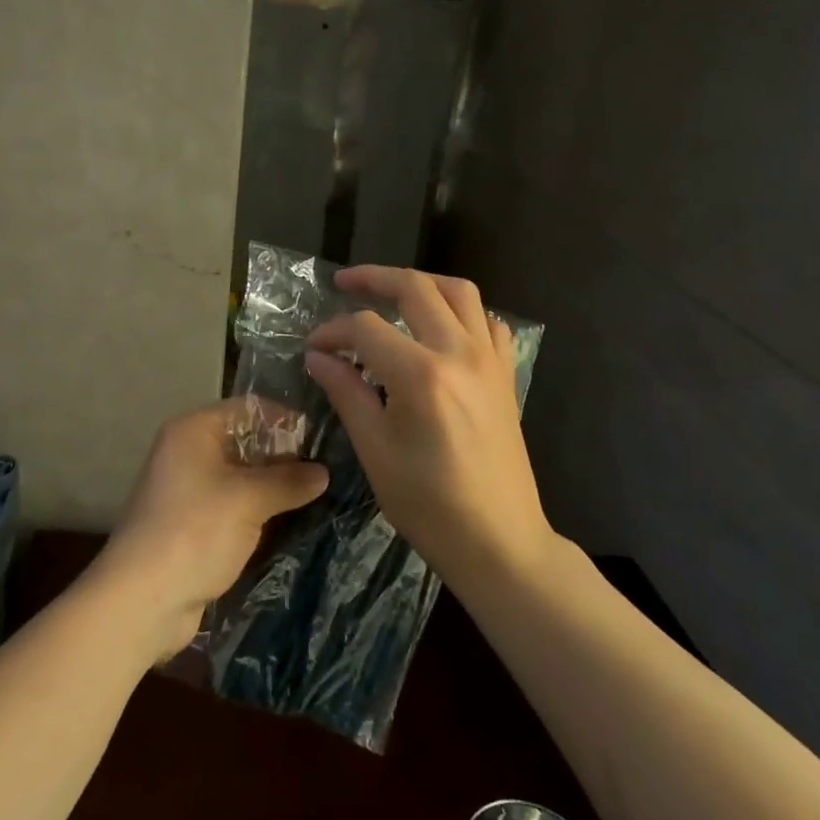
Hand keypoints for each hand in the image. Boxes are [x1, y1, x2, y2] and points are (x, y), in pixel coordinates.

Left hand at [91, 399, 328, 660]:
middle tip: (325, 473)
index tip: (321, 440)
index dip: (284, 420)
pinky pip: (234, 506)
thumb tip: (323, 472)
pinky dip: (259, 512)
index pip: (248, 409)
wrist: (144, 599)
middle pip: (245, 442)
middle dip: (283, 456)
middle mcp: (188, 452)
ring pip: (242, 477)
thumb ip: (288, 481)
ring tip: (317, 497)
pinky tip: (290, 523)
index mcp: (194, 430)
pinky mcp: (193, 524)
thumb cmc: (195, 532)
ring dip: (273, 488)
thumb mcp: (248, 500)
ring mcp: (189, 490)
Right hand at [303, 265, 554, 595]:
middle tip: (343, 282)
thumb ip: (346, 392)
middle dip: (373, 278)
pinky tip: (441, 327)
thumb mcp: (374, 450)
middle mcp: (459, 353)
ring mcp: (489, 360)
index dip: (333, 331)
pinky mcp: (505, 375)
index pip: (366, 328)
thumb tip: (317, 356)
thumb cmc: (428, 504)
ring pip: (458, 292)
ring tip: (392, 291)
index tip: (313, 348)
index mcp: (422, 374)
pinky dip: (461, 311)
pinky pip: (487, 321)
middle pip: (415, 288)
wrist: (499, 542)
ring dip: (421, 283)